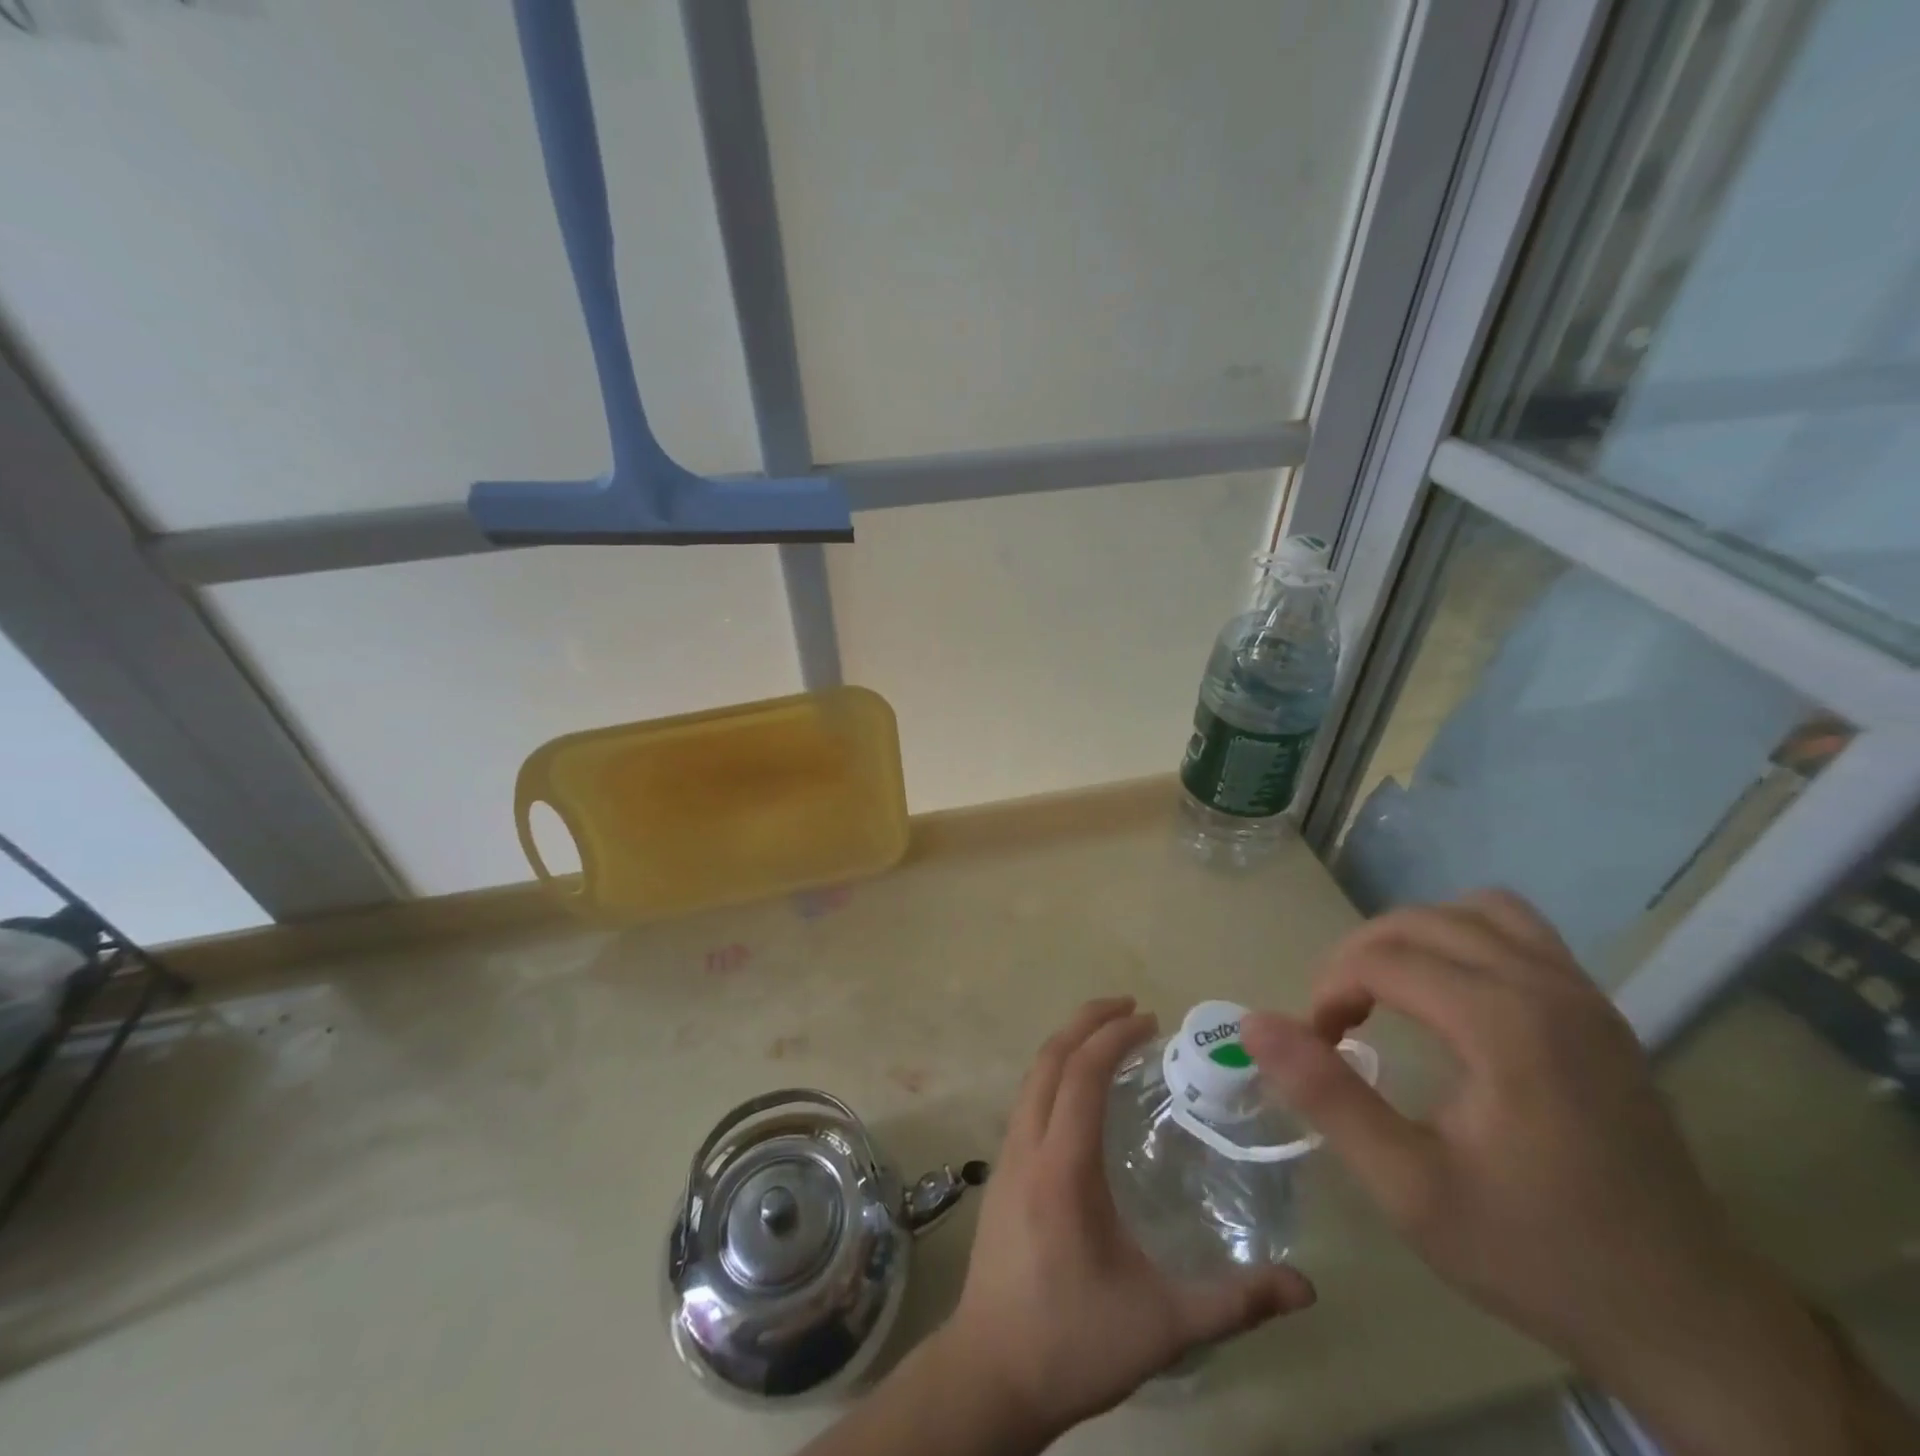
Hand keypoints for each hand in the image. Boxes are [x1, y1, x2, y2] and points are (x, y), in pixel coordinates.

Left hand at [942, 996, 1314, 1437]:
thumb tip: (1305, 1287)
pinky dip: (1053, 1074)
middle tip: (1130, 1008)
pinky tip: (1079, 1095)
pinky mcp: (1000, 1174)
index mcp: (1062, 1166)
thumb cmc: (1074, 1342)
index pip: (1082, 1074)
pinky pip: (1026, 1100)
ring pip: (1032, 1077)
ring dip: (1067, 1045)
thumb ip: (1234, 1302)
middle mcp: (1027, 1146)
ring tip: (1107, 1039)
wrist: (991, 1374)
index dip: (1113, 1036)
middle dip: (1086, 1022)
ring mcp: (1006, 1157)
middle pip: (1049, 1059)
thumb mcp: (1164, 1326)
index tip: (1150, 1019)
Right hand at [1240, 891, 1914, 1455]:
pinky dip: (1467, 939)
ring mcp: (1584, 993)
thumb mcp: (1410, 1188)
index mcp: (1504, 1023)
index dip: (1330, 990)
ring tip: (1391, 990)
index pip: (1383, 959)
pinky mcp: (1601, 1011)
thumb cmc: (1537, 1252)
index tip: (1316, 1043)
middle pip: (1420, 922)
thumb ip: (1327, 1096)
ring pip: (1474, 910)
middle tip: (1338, 1018)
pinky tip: (1453, 995)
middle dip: (1359, 956)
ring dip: (1415, 936)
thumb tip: (1253, 1023)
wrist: (1689, 1319)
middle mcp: (1548, 986)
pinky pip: (1519, 932)